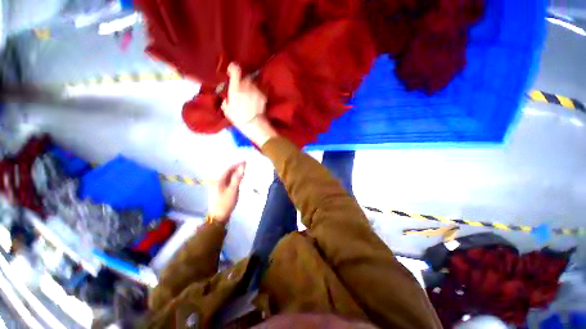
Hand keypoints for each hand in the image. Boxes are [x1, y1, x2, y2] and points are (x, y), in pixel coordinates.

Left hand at [208, 162, 245, 222]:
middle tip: (246, 166)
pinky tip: (240, 181)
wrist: (219, 217)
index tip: (245, 162)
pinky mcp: (223, 192)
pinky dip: (236, 179)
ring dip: (237, 173)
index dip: (237, 164)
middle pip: (228, 172)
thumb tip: (242, 167)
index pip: (229, 169)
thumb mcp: (233, 190)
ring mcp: (221, 187)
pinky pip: (230, 182)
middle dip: (237, 168)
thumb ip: (237, 178)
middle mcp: (219, 182)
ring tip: (245, 172)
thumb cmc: (225, 203)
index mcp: (220, 180)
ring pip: (229, 177)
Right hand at [221, 63, 277, 145]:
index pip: (235, 69)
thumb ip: (226, 100)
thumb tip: (227, 98)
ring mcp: (257, 90)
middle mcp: (247, 85)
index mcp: (236, 86)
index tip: (231, 72)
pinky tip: (256, 99)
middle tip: (241, 89)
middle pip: (245, 77)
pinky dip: (257, 92)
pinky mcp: (264, 96)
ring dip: (250, 87)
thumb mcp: (226, 109)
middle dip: (242, 81)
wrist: (254, 124)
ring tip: (249, 95)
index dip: (233, 68)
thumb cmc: (238, 117)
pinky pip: (260, 90)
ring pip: (253, 83)